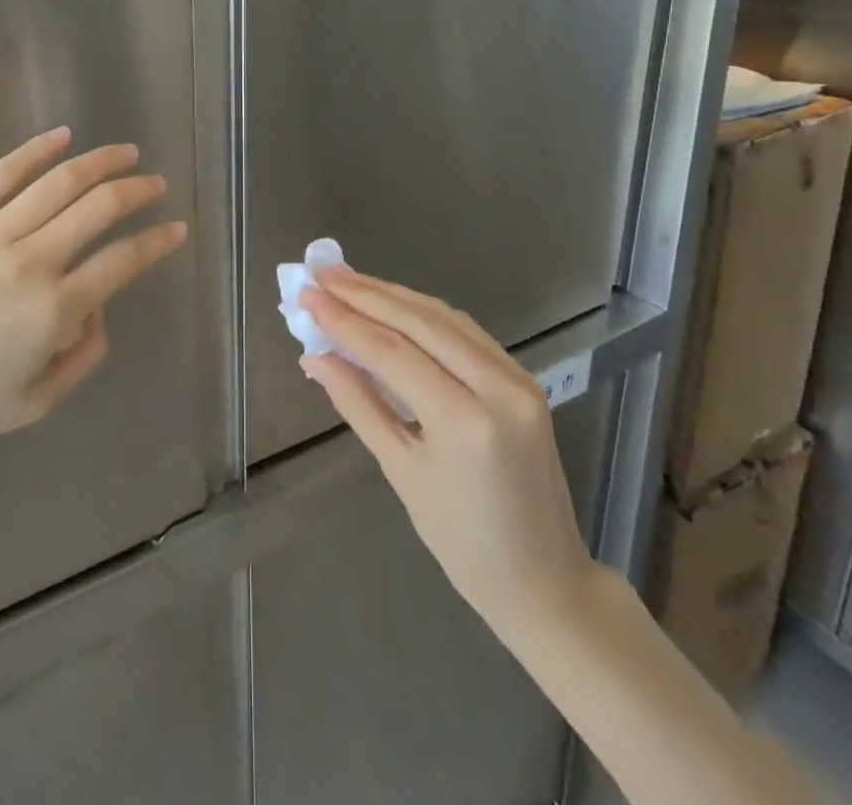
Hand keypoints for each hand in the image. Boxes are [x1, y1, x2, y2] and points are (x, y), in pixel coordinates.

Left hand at [0, 128, 185, 453]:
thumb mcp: (38, 402)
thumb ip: (86, 354)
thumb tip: (98, 305)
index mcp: (54, 312)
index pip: (123, 260)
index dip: (157, 241)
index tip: (175, 228)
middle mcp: (29, 263)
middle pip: (99, 208)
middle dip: (138, 191)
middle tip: (156, 184)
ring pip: (58, 183)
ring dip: (101, 163)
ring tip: (127, 153)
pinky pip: (0, 175)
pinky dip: (36, 150)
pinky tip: (63, 136)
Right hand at [299, 269, 595, 634]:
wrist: (544, 578)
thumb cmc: (462, 542)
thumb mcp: (401, 472)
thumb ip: (358, 404)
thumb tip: (314, 357)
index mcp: (464, 422)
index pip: (391, 352)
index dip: (344, 320)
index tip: (307, 294)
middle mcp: (497, 387)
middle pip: (419, 322)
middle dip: (365, 293)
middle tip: (322, 272)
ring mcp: (517, 378)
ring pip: (443, 317)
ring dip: (392, 296)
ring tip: (347, 281)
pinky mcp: (523, 377)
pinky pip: (465, 331)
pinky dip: (422, 313)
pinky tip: (391, 304)